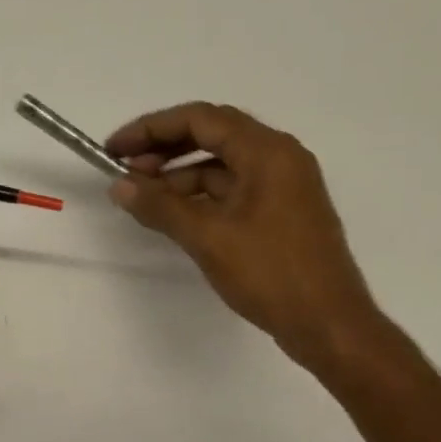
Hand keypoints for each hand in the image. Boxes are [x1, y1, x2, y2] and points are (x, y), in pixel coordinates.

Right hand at [106, 103, 389, 380]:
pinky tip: (174, 216)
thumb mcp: (208, 238)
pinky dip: (200, 197)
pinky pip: (233, 191)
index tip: (114, 149)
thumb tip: (120, 186)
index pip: (201, 119)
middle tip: (123, 171)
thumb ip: (161, 207)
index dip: (152, 128)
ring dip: (180, 175)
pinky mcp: (279, 215)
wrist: (326, 322)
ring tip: (142, 197)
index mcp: (268, 152)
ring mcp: (282, 187)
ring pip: (222, 167)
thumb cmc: (270, 273)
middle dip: (164, 149)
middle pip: (213, 136)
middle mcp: (279, 158)